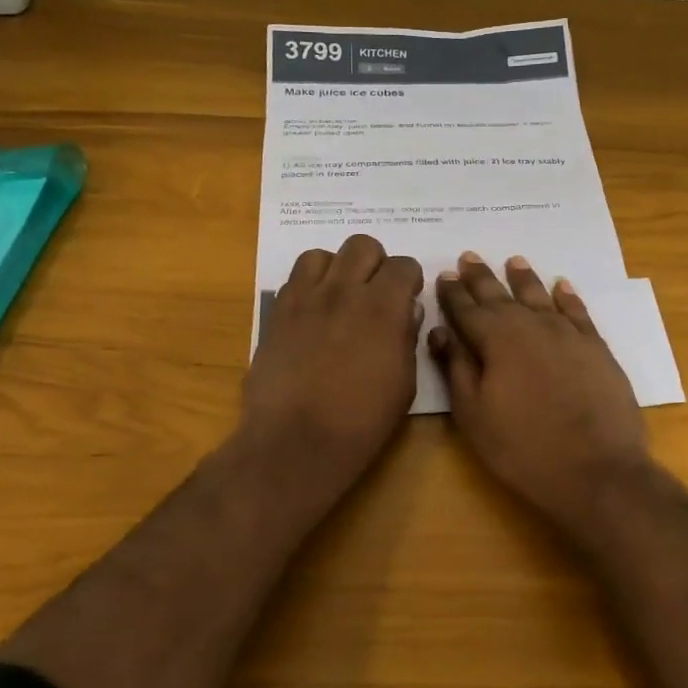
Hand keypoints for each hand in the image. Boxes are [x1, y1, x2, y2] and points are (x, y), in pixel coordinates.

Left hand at [241, 235, 423, 485]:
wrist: (297, 440)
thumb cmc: (361, 421)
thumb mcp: (404, 384)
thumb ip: (406, 338)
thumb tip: (406, 313)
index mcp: (383, 308)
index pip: (403, 265)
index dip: (409, 279)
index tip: (408, 297)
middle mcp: (344, 291)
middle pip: (362, 246)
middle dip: (375, 264)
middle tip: (375, 293)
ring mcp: (305, 299)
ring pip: (323, 255)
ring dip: (337, 270)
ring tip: (340, 297)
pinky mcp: (277, 313)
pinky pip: (294, 279)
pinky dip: (309, 286)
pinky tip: (313, 313)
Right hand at [430, 252, 650, 527]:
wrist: (596, 470)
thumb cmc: (523, 448)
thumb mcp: (474, 415)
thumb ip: (456, 368)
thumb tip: (440, 331)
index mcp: (496, 340)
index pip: (467, 310)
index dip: (453, 293)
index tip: (443, 275)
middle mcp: (531, 326)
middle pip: (501, 296)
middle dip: (482, 277)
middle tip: (469, 257)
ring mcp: (568, 334)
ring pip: (540, 296)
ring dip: (524, 278)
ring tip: (513, 261)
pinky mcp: (597, 348)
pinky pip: (578, 312)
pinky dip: (568, 296)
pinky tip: (561, 285)